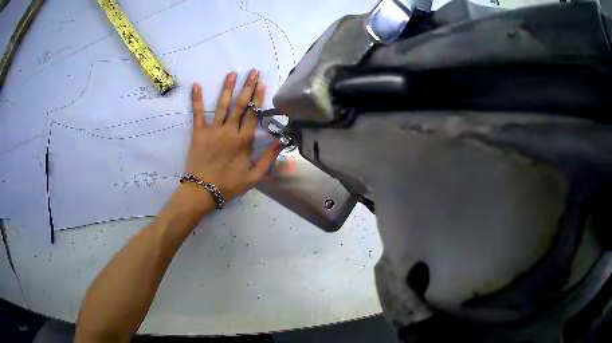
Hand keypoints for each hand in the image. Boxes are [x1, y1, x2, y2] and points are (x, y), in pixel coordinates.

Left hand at [185, 69, 280, 202]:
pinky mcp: (198, 133)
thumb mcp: (254, 177)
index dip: (258, 99)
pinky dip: (196, 99)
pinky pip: (197, 113)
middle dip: (247, 87)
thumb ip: (268, 160)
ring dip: (227, 88)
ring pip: (222, 105)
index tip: (262, 84)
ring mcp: (213, 130)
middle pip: (240, 105)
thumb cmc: (229, 185)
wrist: (203, 191)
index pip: (253, 115)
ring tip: (232, 73)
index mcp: (244, 141)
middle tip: (252, 71)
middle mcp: (230, 131)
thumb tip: (280, 142)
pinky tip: (196, 85)